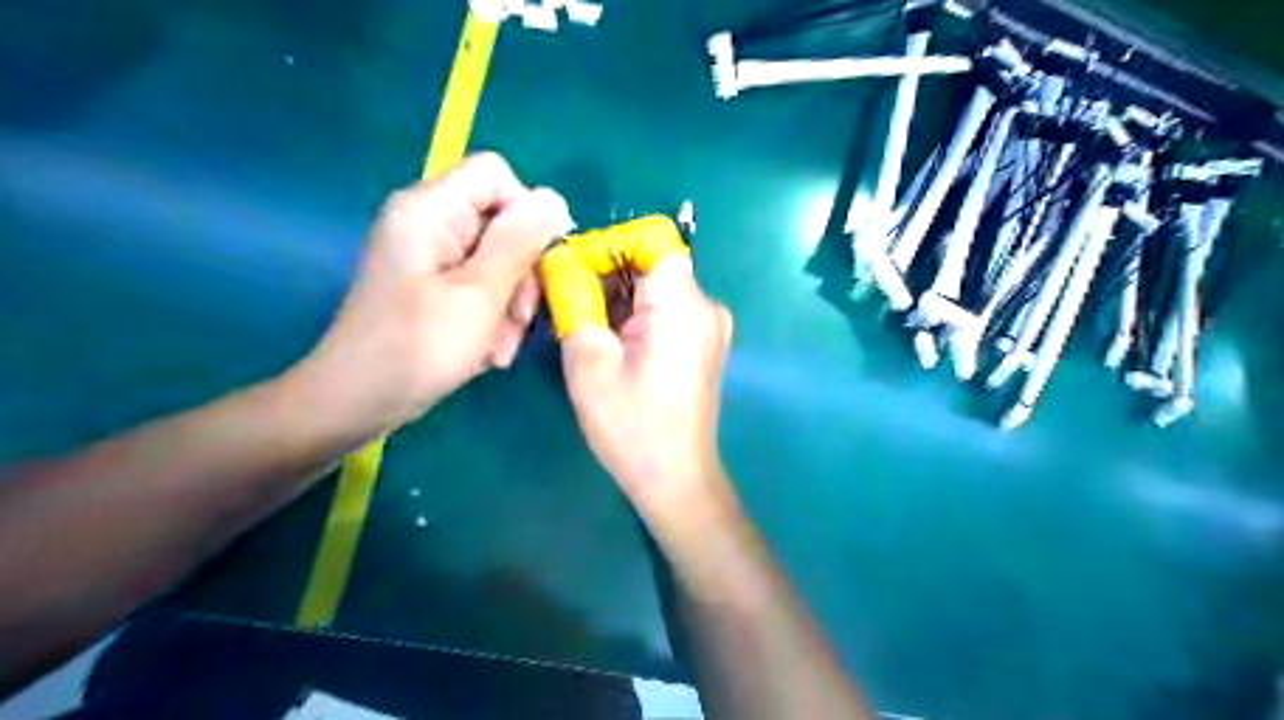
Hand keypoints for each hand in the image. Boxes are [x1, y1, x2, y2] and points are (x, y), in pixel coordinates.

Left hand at [300, 150, 570, 431]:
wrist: (356, 403)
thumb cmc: (415, 348)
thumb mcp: (478, 295)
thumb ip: (518, 243)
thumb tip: (556, 198)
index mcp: (429, 209)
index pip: (495, 176)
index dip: (527, 212)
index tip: (543, 262)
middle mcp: (429, 223)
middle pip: (502, 222)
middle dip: (521, 273)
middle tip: (520, 319)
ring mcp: (431, 257)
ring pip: (498, 260)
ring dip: (511, 305)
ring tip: (501, 347)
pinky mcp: (434, 286)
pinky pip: (481, 286)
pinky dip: (493, 317)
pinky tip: (490, 351)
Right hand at [563, 257, 732, 519]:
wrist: (677, 480)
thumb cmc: (632, 427)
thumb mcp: (589, 362)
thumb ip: (574, 302)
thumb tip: (561, 262)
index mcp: (683, 303)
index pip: (650, 238)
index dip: (608, 245)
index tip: (573, 272)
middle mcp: (705, 305)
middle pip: (651, 262)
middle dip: (605, 275)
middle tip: (567, 305)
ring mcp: (709, 326)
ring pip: (655, 288)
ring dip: (617, 299)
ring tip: (583, 328)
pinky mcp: (703, 343)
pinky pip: (665, 311)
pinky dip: (634, 317)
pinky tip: (609, 345)